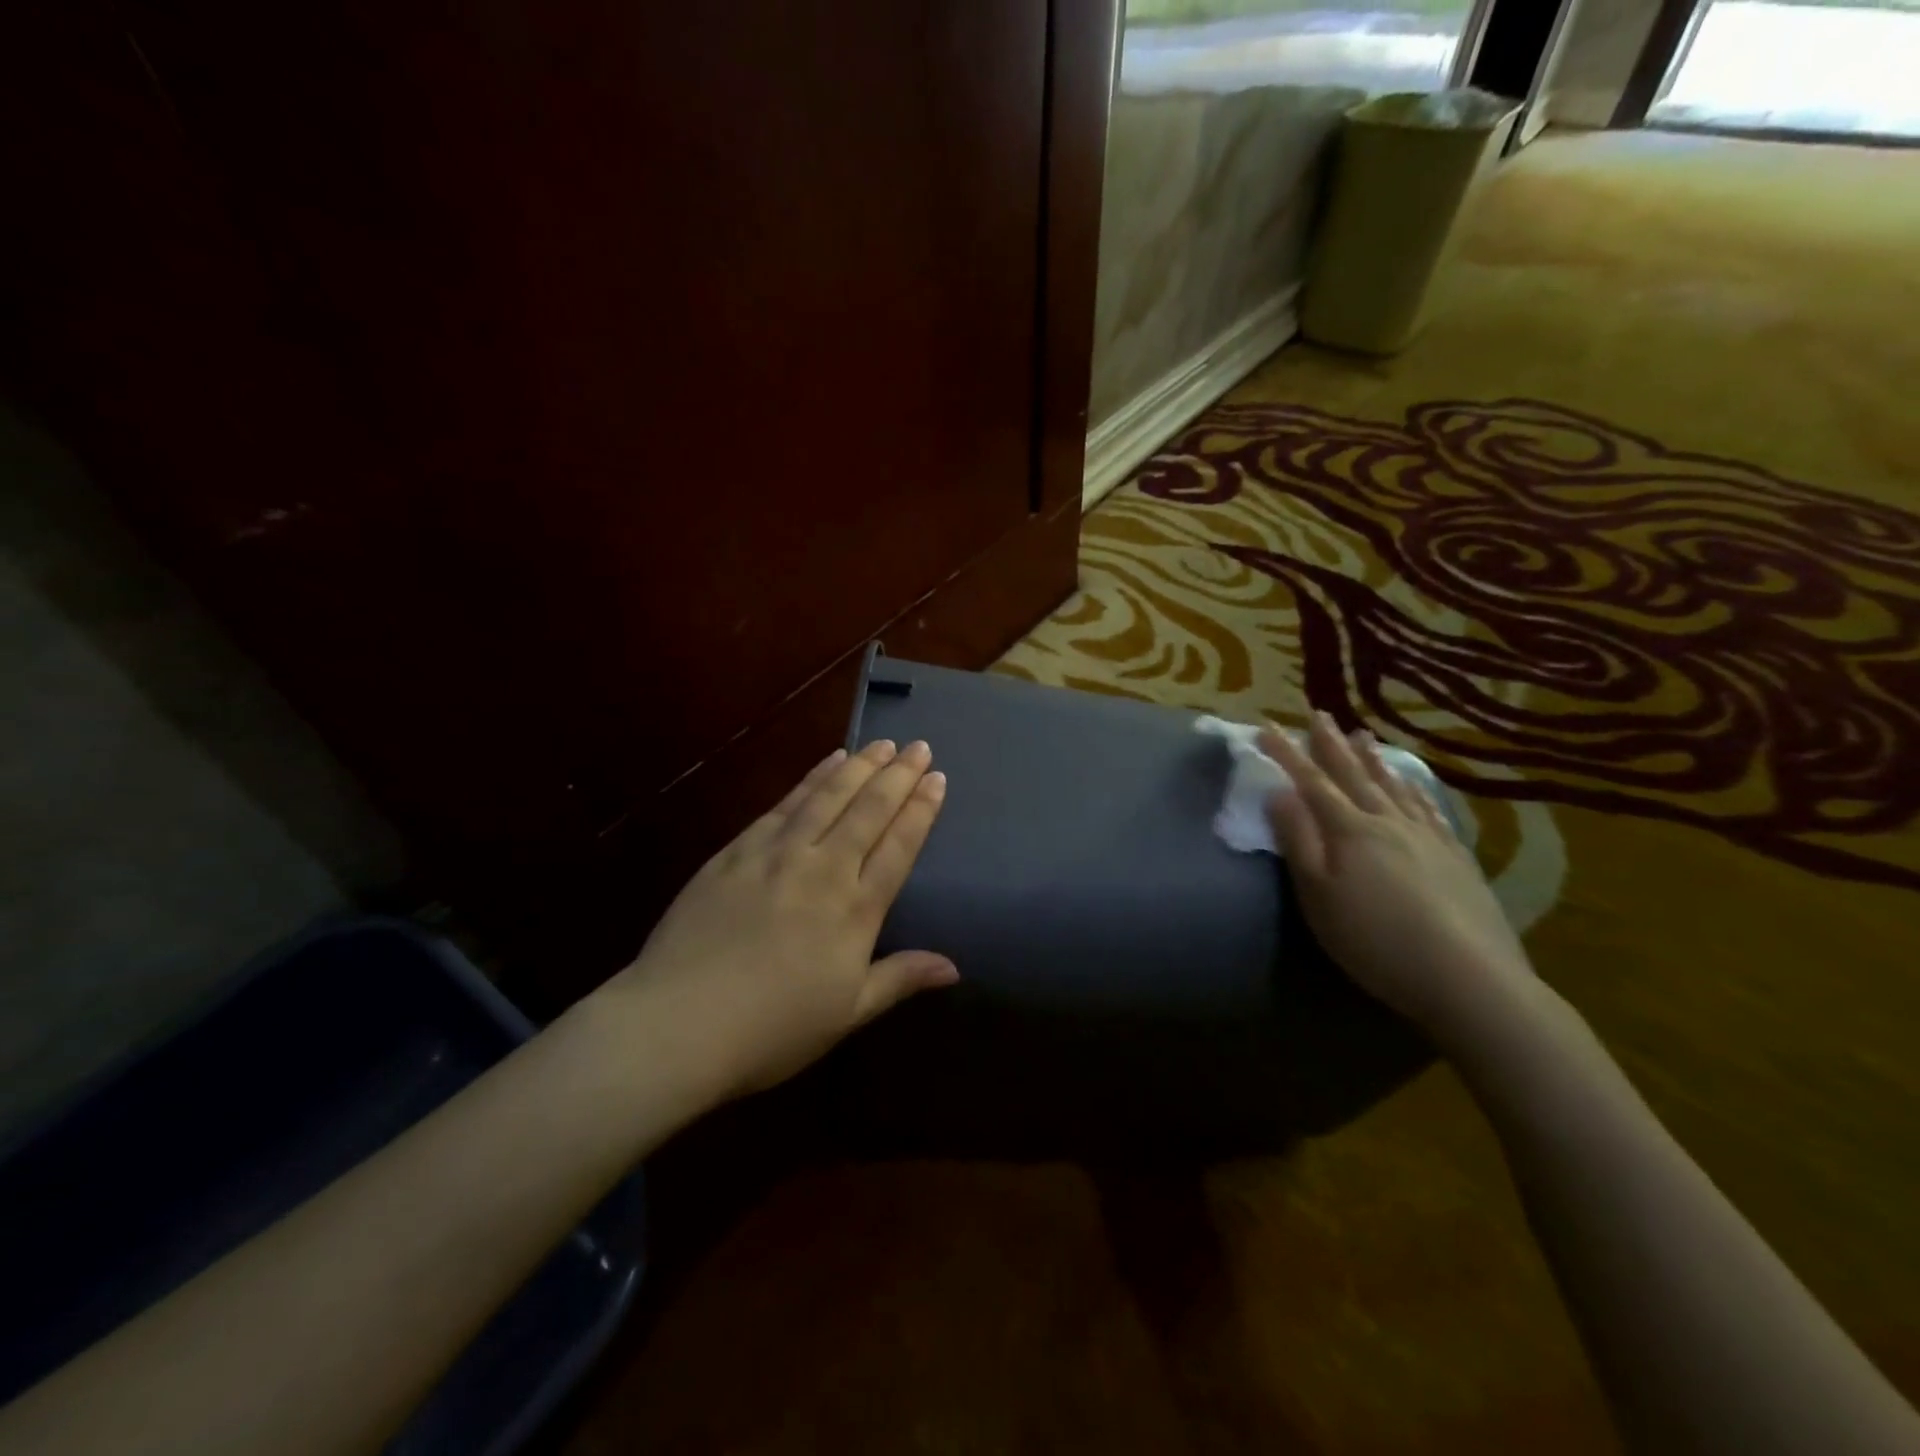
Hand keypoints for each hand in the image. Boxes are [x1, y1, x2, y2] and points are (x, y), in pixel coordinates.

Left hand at [606, 739, 956, 1098]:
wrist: (678, 1023)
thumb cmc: (772, 1029)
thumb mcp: (847, 1014)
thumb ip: (900, 979)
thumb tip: (954, 968)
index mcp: (855, 910)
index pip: (899, 846)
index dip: (921, 810)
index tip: (937, 779)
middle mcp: (823, 869)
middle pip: (868, 811)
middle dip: (898, 776)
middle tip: (918, 747)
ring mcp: (777, 854)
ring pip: (828, 797)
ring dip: (859, 767)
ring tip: (881, 744)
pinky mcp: (737, 850)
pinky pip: (784, 804)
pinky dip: (810, 779)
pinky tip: (827, 762)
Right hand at [1261, 713, 1536, 1049]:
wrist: (1467, 977)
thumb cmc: (1374, 940)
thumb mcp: (1317, 895)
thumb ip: (1297, 841)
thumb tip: (1279, 792)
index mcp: (1349, 830)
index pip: (1311, 781)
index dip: (1287, 753)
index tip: (1267, 726)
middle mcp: (1387, 821)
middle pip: (1353, 774)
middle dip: (1331, 744)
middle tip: (1318, 713)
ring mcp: (1426, 837)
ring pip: (1393, 786)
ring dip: (1372, 759)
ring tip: (1362, 735)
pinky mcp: (1455, 857)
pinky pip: (1429, 809)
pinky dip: (1415, 789)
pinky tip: (1412, 783)